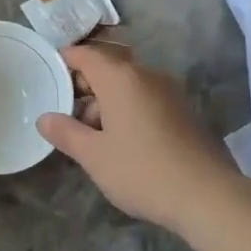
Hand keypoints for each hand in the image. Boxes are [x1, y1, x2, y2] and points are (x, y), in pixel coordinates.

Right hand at [38, 45, 241, 232]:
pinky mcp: (183, 111)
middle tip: (65, 116)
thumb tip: (44, 118)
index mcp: (121, 78)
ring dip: (106, 102)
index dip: (65, 60)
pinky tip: (121, 142)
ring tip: (91, 137)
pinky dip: (127, 111)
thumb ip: (66, 132)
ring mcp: (169, 92)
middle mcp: (146, 75)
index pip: (86, 54)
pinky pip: (146, 99)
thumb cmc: (141, 170)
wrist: (206, 195)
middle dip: (84, 87)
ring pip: (128, 86)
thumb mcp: (94, 156)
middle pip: (108, 69)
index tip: (48, 74)